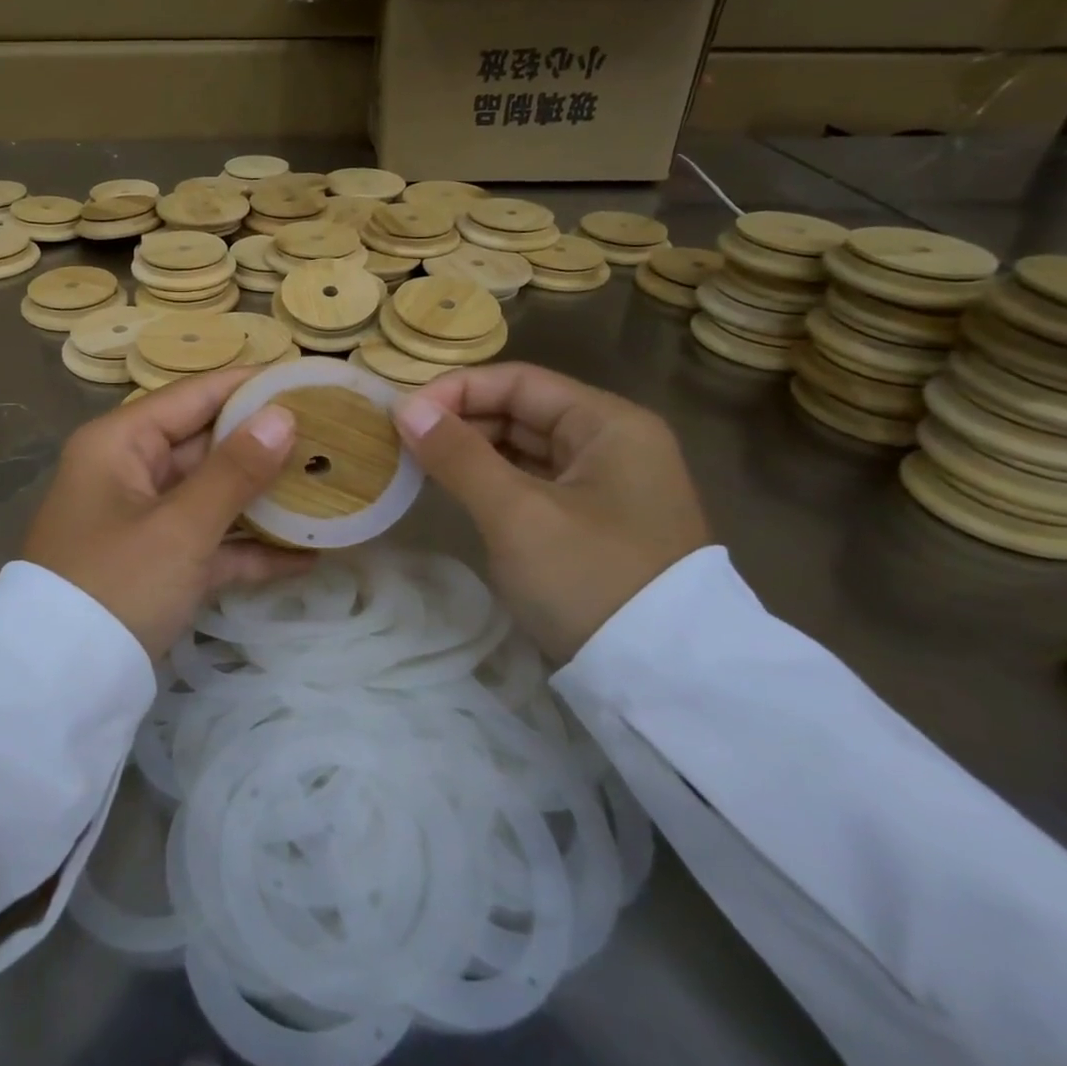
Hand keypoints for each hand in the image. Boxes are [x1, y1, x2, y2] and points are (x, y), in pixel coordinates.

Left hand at [22, 367, 309, 657]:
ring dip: (265, 497)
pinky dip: (250, 550)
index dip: (250, 385)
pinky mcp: (158, 564)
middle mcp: (130, 471)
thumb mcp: (179, 527)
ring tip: (329, 485)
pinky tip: (308, 555)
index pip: (194, 396)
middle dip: (266, 443)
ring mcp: (144, 520)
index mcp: (121, 443)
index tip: (306, 379)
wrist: (59, 687)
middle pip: (207, 443)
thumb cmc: (116, 584)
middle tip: (331, 435)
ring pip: (213, 494)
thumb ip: (235, 470)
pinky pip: (211, 542)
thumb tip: (283, 416)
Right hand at [392, 362, 710, 663]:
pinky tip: (453, 488)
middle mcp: (613, 443)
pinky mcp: (593, 522)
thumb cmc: (590, 579)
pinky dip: (492, 480)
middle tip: (401, 440)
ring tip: (417, 462)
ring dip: (471, 451)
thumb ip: (458, 455)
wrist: (665, 684)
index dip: (457, 390)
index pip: (519, 381)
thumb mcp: (517, 514)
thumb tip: (406, 409)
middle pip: (522, 410)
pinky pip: (532, 482)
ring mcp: (606, 485)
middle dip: (460, 420)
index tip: (403, 414)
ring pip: (524, 448)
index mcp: (609, 423)